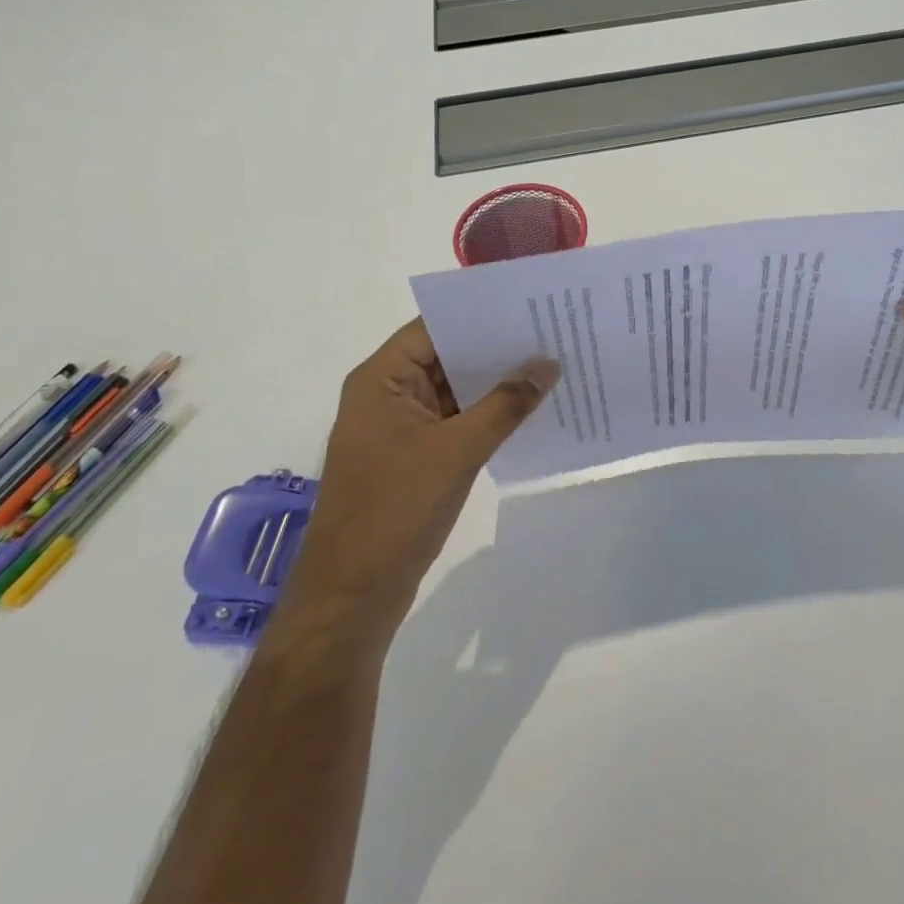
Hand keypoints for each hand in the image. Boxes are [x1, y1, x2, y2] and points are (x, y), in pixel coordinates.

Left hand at [268, 320, 558, 657]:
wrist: (353, 596)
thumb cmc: (396, 510)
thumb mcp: (458, 450)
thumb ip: (505, 404)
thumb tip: (547, 365)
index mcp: (381, 379)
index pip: (434, 327)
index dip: (479, 315)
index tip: (528, 307)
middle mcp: (386, 394)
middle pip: (445, 357)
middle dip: (495, 350)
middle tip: (550, 334)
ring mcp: (398, 428)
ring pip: (452, 391)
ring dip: (493, 384)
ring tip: (548, 367)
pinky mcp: (412, 457)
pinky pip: (454, 421)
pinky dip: (485, 415)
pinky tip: (526, 411)